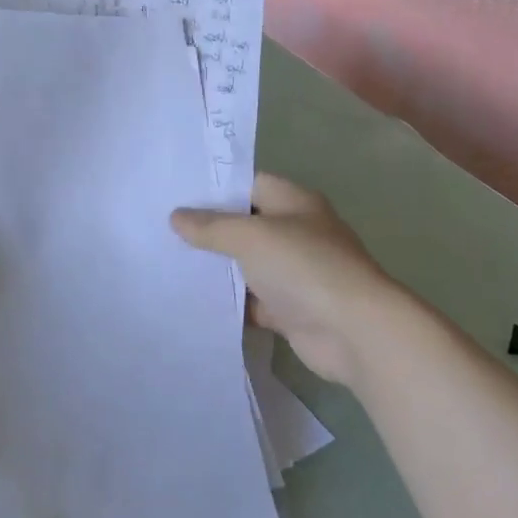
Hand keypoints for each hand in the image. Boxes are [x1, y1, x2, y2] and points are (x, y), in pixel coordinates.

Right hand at [171, 174, 414, 387]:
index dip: (214, 187)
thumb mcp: (250, 237)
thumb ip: (211, 227)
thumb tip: (176, 217)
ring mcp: (295, 273)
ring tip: (168, 263)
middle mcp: (297, 233)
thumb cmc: (304, 267)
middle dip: (209, 229)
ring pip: (247, 265)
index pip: (248, 184)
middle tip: (163, 229)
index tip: (175, 193)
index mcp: (294, 202)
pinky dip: (230, 303)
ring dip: (217, 268)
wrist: (354, 333)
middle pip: (245, 225)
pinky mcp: (291, 310)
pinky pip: (252, 301)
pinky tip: (194, 301)